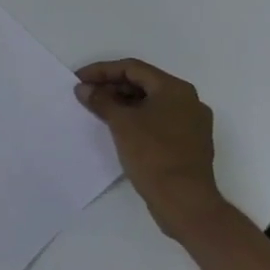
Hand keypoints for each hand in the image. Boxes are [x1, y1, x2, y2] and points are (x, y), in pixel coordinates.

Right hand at [74, 59, 228, 240]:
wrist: (185, 201)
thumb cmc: (153, 154)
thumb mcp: (120, 123)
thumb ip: (100, 100)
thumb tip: (84, 88)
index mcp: (175, 89)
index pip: (132, 68)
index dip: (101, 71)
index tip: (78, 79)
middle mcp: (188, 101)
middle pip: (143, 83)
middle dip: (111, 86)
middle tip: (85, 95)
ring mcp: (191, 123)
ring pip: (150, 102)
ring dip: (122, 102)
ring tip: (96, 110)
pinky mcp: (188, 142)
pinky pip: (157, 119)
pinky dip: (136, 118)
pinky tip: (117, 127)